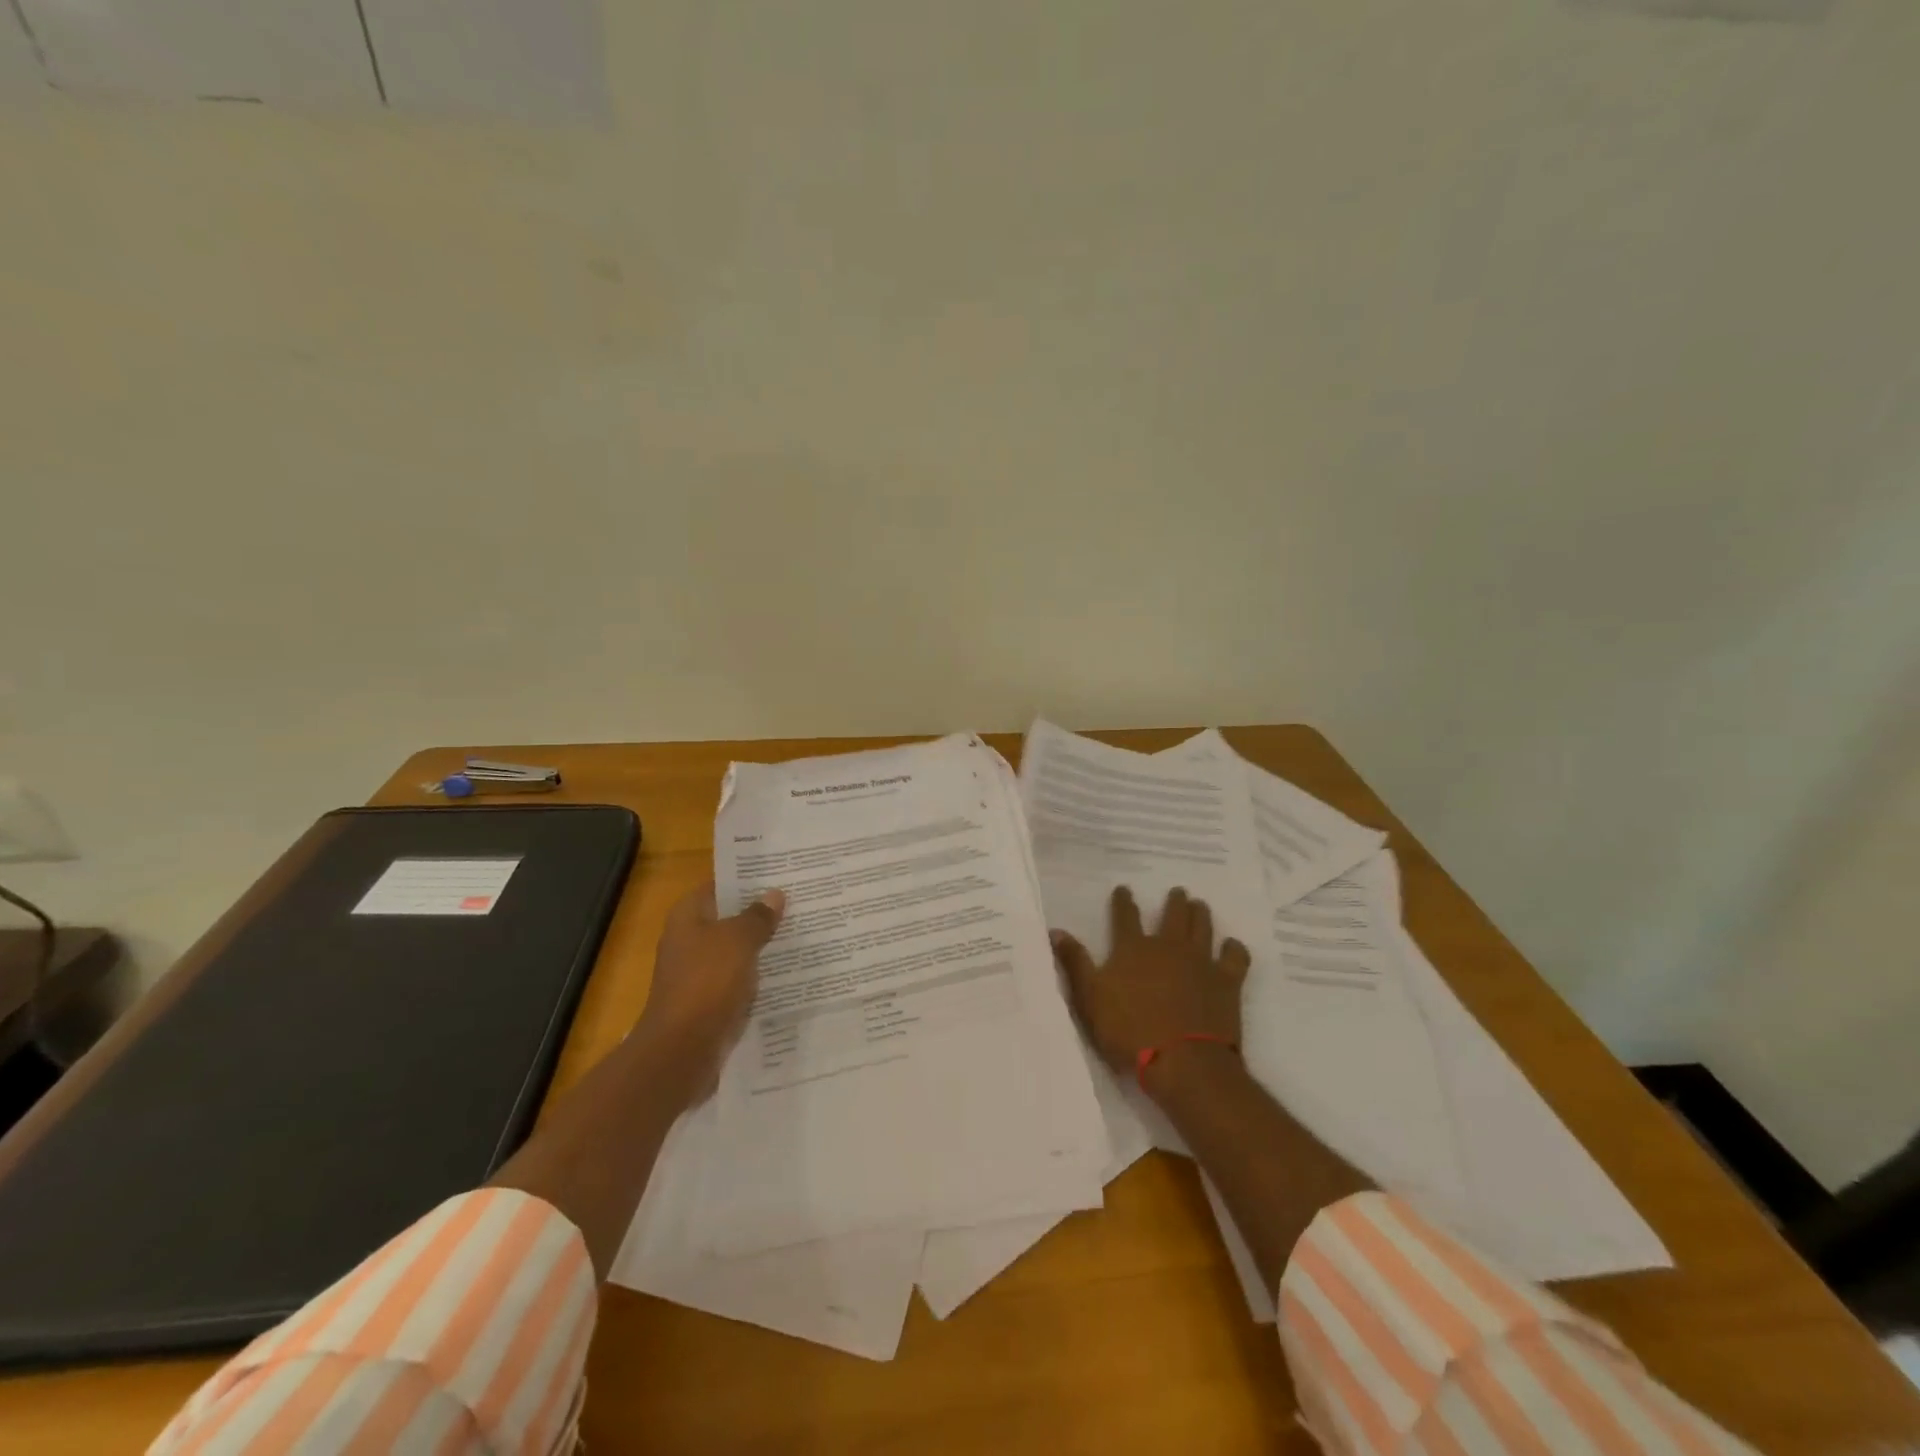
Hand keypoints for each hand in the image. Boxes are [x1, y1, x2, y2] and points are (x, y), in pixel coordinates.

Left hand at [633, 880, 785, 1102]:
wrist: (682, 1051)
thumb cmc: (707, 983)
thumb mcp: (738, 941)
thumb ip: (757, 917)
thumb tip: (774, 895)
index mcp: (688, 918)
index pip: (720, 887)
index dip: (748, 880)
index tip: (781, 876)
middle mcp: (689, 941)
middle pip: (729, 919)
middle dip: (761, 913)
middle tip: (801, 903)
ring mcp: (698, 974)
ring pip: (737, 952)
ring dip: (763, 946)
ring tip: (803, 934)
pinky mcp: (710, 1002)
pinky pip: (740, 980)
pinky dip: (759, 977)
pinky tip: (789, 973)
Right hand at [1052, 886, 1248, 1081]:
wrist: (1183, 1061)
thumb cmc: (1129, 1031)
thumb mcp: (1090, 999)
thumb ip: (1074, 962)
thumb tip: (1055, 930)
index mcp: (1133, 948)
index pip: (1125, 916)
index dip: (1123, 901)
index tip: (1124, 889)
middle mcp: (1168, 946)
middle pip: (1173, 915)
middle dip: (1174, 901)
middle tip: (1177, 892)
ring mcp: (1200, 961)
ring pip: (1203, 927)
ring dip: (1200, 914)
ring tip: (1200, 906)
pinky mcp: (1227, 981)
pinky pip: (1235, 957)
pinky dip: (1234, 949)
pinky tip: (1232, 946)